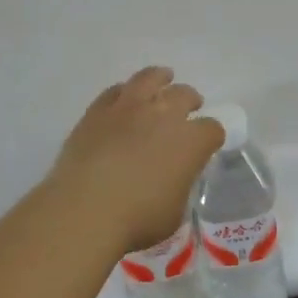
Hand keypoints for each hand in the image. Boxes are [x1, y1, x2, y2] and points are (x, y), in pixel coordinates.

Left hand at [48, 67, 224, 255]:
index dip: (211, 136)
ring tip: (163, 79)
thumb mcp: (174, 212)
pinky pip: (115, 91)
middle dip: (190, 101)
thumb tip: (172, 180)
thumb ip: (179, 187)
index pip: (212, 129)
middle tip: (189, 107)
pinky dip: (124, 92)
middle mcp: (164, 115)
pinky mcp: (97, 111)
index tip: (207, 144)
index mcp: (191, 141)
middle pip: (184, 95)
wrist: (85, 210)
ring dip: (160, 78)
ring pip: (149, 78)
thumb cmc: (138, 219)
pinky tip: (124, 97)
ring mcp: (129, 108)